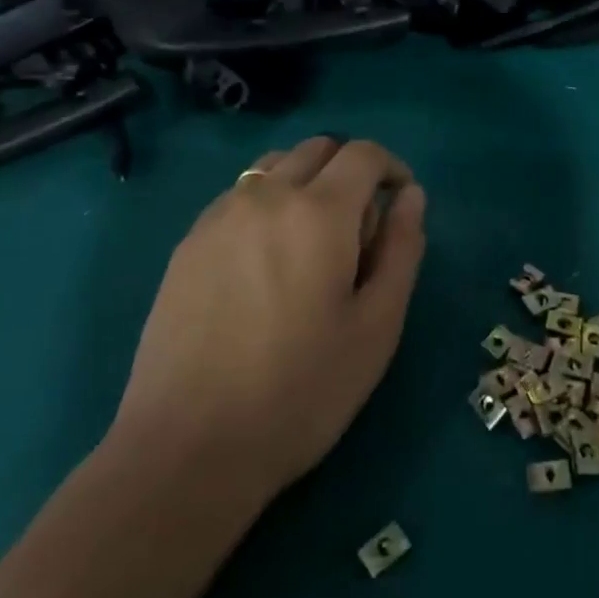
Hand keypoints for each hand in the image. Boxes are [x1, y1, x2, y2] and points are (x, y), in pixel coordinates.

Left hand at [112, 137, 426, 502]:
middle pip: (318, 149)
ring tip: (311, 243)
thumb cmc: (300, 391)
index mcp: (318, 211)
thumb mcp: (377, 326)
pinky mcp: (187, 243)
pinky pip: (238, 196)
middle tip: (359, 230)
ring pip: (274, 166)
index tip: (400, 203)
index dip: (391, 167)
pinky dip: (266, 203)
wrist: (187, 448)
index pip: (363, 153)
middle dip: (349, 171)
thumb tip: (410, 195)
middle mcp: (266, 195)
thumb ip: (402, 248)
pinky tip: (264, 264)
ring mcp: (219, 216)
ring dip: (306, 182)